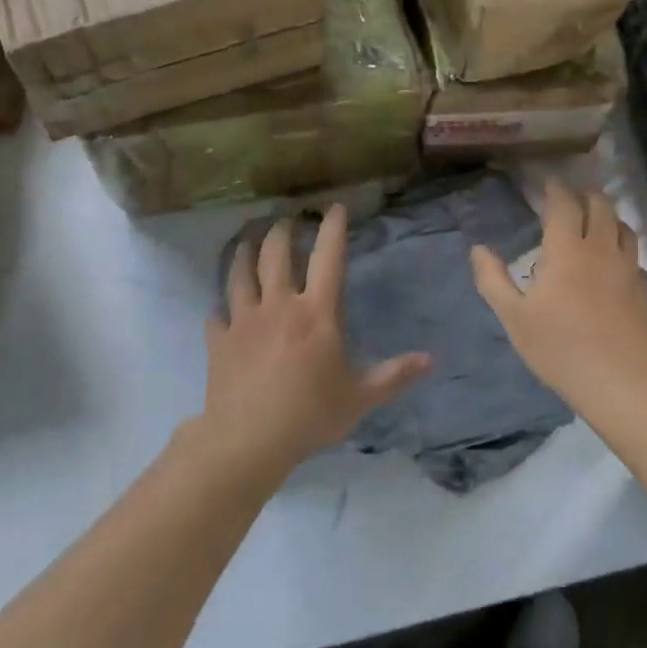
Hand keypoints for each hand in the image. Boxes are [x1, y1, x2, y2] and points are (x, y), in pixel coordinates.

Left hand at [200, 204, 430, 482]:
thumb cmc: (310, 414)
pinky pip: (217, 314)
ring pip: (240, 273)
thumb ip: (394, 375)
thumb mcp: (360, 398)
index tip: (334, 207)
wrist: (248, 439)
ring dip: (244, 253)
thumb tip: (430, 360)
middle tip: (286, 220)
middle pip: (276, 253)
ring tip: (247, 240)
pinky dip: (220, 307)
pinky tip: (219, 308)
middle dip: (282, 231)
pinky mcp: (219, 340)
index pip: (328, 257)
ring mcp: (244, 320)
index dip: (333, 228)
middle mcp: (279, 305)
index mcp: (317, 313)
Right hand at [471, 178, 646, 414]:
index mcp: (567, 250)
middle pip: (600, 205)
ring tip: (597, 221)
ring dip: (608, 216)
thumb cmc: (560, 348)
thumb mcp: (514, 317)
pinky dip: (623, 250)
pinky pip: (636, 257)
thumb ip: (493, 280)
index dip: (555, 188)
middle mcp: (602, 249)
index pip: (563, 204)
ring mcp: (630, 268)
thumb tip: (479, 249)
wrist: (622, 382)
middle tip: (572, 196)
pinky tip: (616, 264)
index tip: (547, 182)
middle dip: (585, 194)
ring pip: (624, 227)